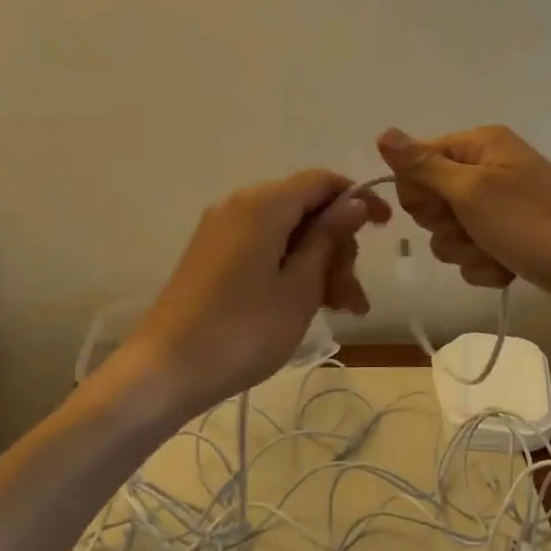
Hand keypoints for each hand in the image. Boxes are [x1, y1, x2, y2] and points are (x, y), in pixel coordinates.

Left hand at [122, 170, 389, 418]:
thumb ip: (329, 238)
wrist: (164, 370)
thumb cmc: (242, 330)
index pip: (323, 181)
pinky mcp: (212, 252)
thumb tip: (355, 202)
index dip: (358, 199)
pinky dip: (289, 267)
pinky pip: (263, 245)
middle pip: (306, 208)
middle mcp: (241, 203)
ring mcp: (222, 228)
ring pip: (287, 231)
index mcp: (264, 204)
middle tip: (351, 298)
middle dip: (337, 246)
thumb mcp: (300, 287)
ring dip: (317, 263)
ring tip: (338, 310)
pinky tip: (305, 303)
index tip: (386, 228)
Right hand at [375, 126, 550, 299]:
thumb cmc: (534, 224)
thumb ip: (423, 166)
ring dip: (466, 250)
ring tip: (497, 253)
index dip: (418, 190)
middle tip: (472, 229)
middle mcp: (487, 168)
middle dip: (445, 224)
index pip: (417, 160)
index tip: (440, 209)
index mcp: (479, 146)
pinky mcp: (509, 237)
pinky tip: (508, 268)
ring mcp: (499, 205)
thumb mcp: (472, 191)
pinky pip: (473, 253)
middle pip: (431, 198)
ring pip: (449, 232)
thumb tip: (382, 133)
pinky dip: (485, 265)